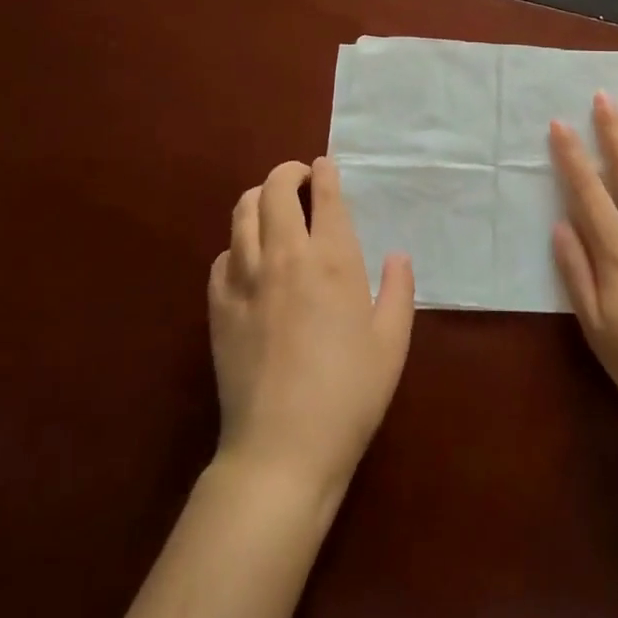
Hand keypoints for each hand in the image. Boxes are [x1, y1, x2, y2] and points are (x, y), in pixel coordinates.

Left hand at [208, 157, 415, 503]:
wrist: (281, 451)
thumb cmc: (348, 396)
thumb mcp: (391, 343)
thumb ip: (399, 290)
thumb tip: (398, 254)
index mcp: (332, 259)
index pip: (325, 195)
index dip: (325, 172)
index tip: (326, 166)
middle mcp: (285, 256)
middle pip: (275, 190)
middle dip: (288, 173)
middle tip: (301, 181)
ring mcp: (245, 278)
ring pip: (242, 212)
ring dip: (259, 198)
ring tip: (273, 208)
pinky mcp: (218, 305)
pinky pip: (223, 256)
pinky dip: (238, 245)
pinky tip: (249, 261)